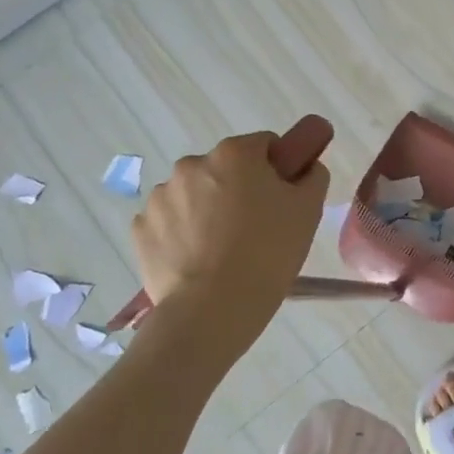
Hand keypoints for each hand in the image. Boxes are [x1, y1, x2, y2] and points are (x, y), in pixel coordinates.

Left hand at [131, 132, 329, 312]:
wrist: (213, 309)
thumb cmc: (268, 252)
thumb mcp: (309, 210)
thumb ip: (312, 176)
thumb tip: (305, 168)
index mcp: (235, 153)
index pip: (264, 145)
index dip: (277, 168)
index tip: (282, 198)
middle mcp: (192, 164)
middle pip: (226, 169)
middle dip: (239, 188)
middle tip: (257, 227)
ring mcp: (160, 196)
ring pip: (195, 194)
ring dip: (208, 210)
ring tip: (224, 249)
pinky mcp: (141, 229)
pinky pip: (170, 222)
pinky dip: (183, 233)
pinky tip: (199, 259)